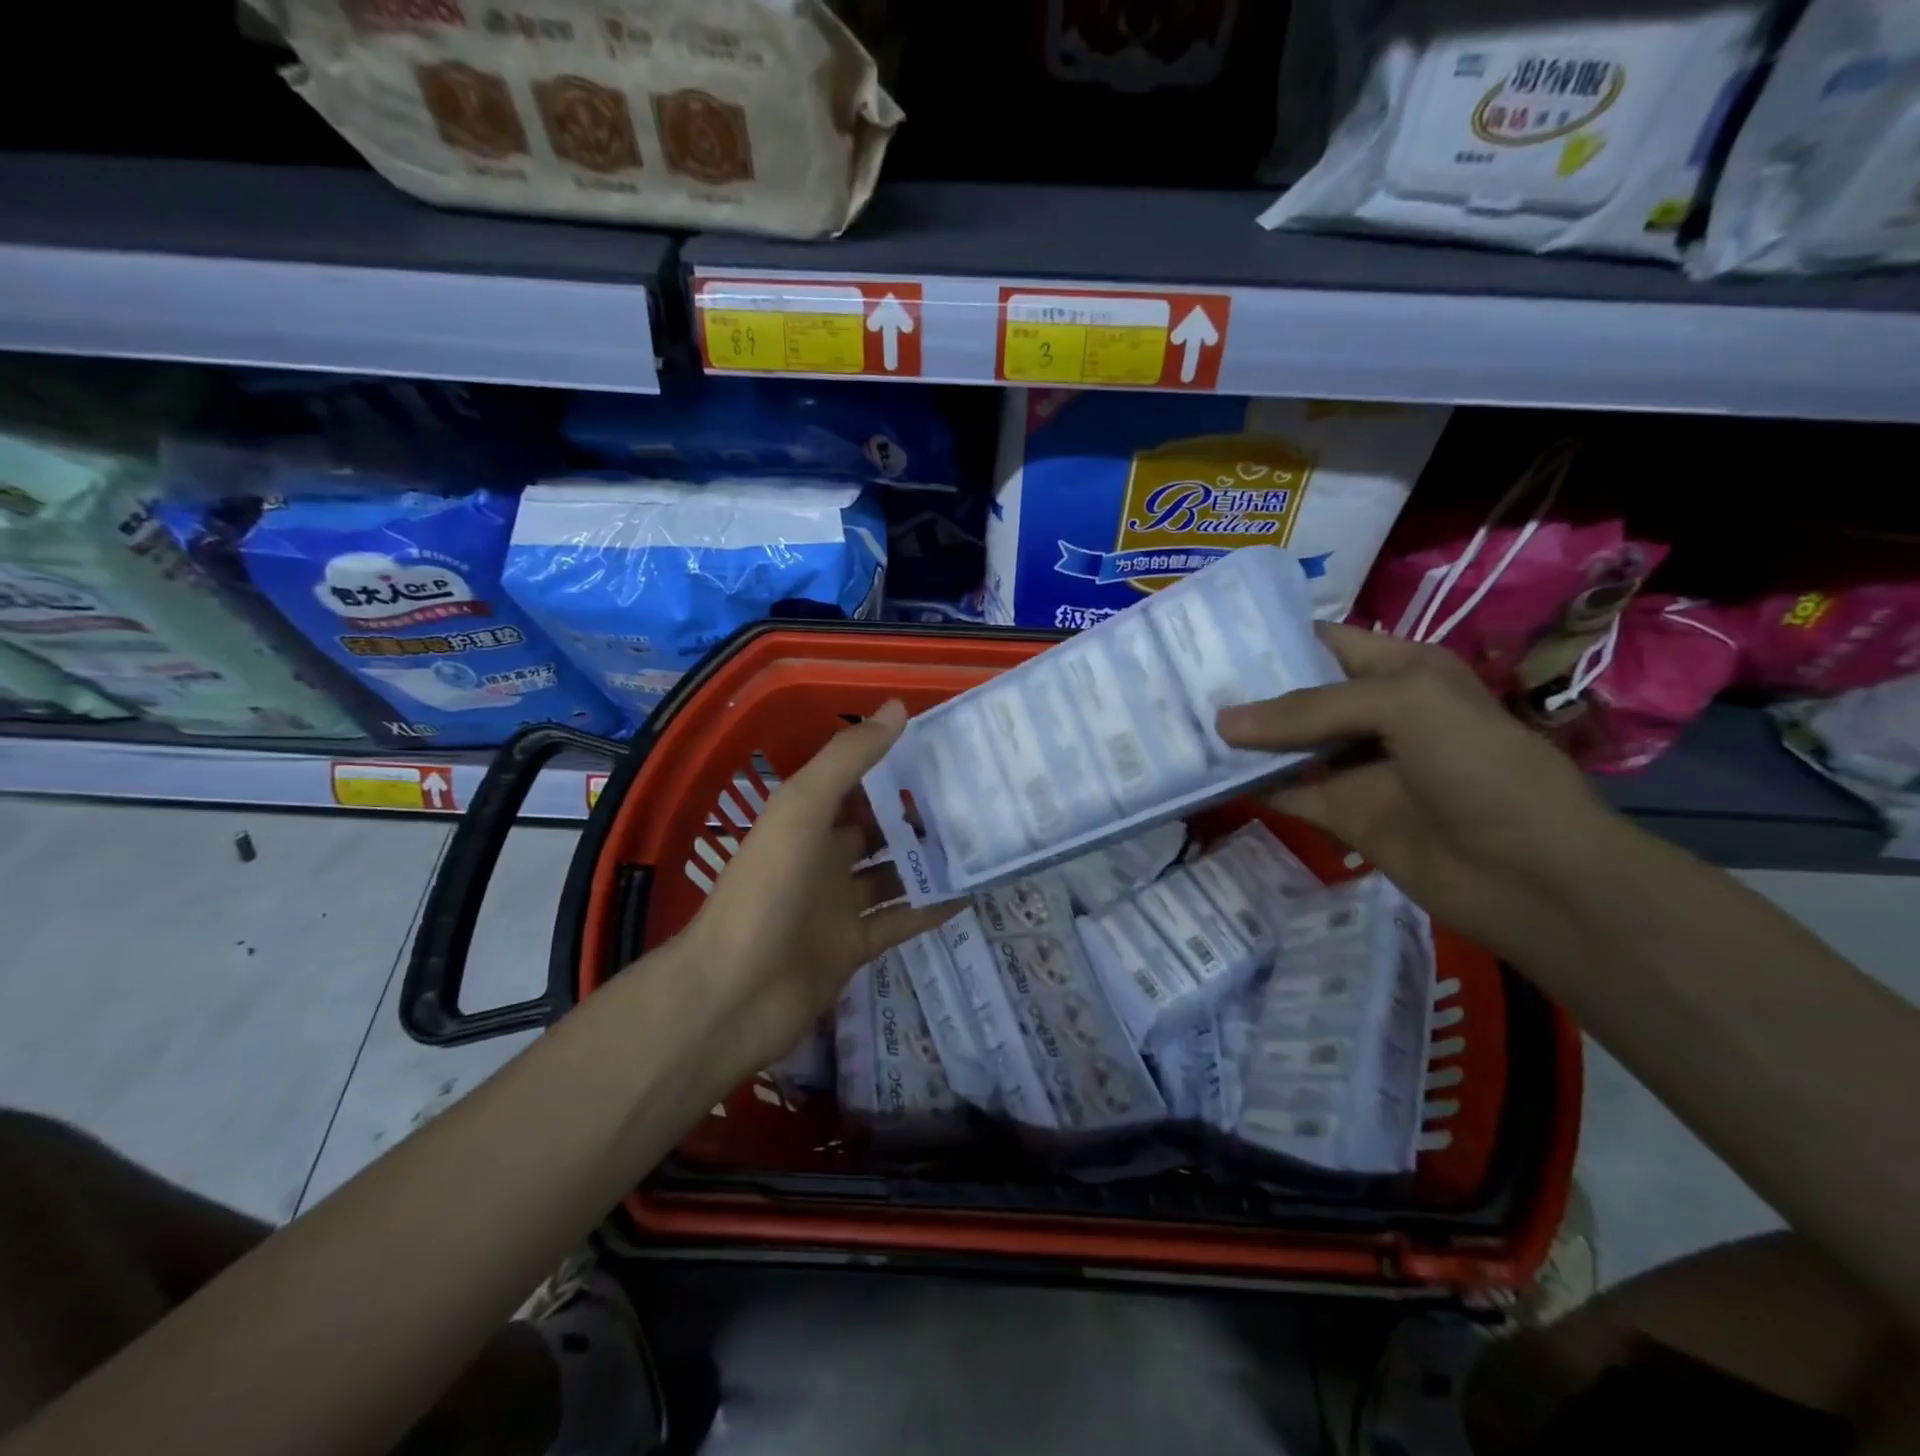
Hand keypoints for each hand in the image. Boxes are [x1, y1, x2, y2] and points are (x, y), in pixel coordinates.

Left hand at [679, 699, 955, 1075]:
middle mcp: (822, 858)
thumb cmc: (765, 891)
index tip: (943, 751)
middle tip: (976, 799)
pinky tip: (970, 894)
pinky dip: (930, 909)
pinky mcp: (853, 948)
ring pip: (893, 875)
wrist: (733, 994)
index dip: (892, 766)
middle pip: (878, 830)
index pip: (855, 784)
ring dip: (929, 861)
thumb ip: (848, 760)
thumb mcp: (802, 811)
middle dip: (919, 815)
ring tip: (982, 842)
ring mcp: (837, 906)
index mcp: (805, 822)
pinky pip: (899, 922)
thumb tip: (899, 708)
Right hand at [1216, 624, 1624, 959]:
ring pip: (1285, 744)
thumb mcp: (1404, 706)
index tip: (1207, 638)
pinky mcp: (1341, 812)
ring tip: (1177, 724)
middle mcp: (1374, 711)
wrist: (1530, 875)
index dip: (1271, 637)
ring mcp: (1356, 765)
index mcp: (1400, 669)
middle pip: (1296, 694)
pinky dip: (1250, 783)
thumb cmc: (1479, 767)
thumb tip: (1222, 723)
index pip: (1324, 641)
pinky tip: (1204, 774)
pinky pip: (1286, 790)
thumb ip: (1309, 709)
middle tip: (1176, 683)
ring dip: (1241, 739)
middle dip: (1245, 689)